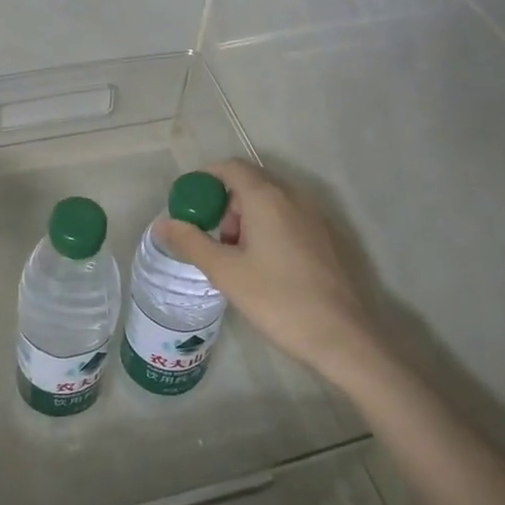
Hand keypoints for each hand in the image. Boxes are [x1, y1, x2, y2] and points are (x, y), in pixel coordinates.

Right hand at [155, 159, 374, 383]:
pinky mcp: (327, 237)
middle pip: (250, 183)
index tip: (187, 204)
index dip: (204, 179)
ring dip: (246, 218)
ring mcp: (315, 216)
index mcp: (267, 198)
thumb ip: (191, 242)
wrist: (341, 337)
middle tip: (212, 240)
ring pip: (270, 202)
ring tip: (236, 258)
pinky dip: (267, 228)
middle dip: (224, 204)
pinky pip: (288, 217)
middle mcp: (294, 197)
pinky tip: (263, 266)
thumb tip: (163, 223)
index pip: (231, 167)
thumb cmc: (277, 299)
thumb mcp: (225, 272)